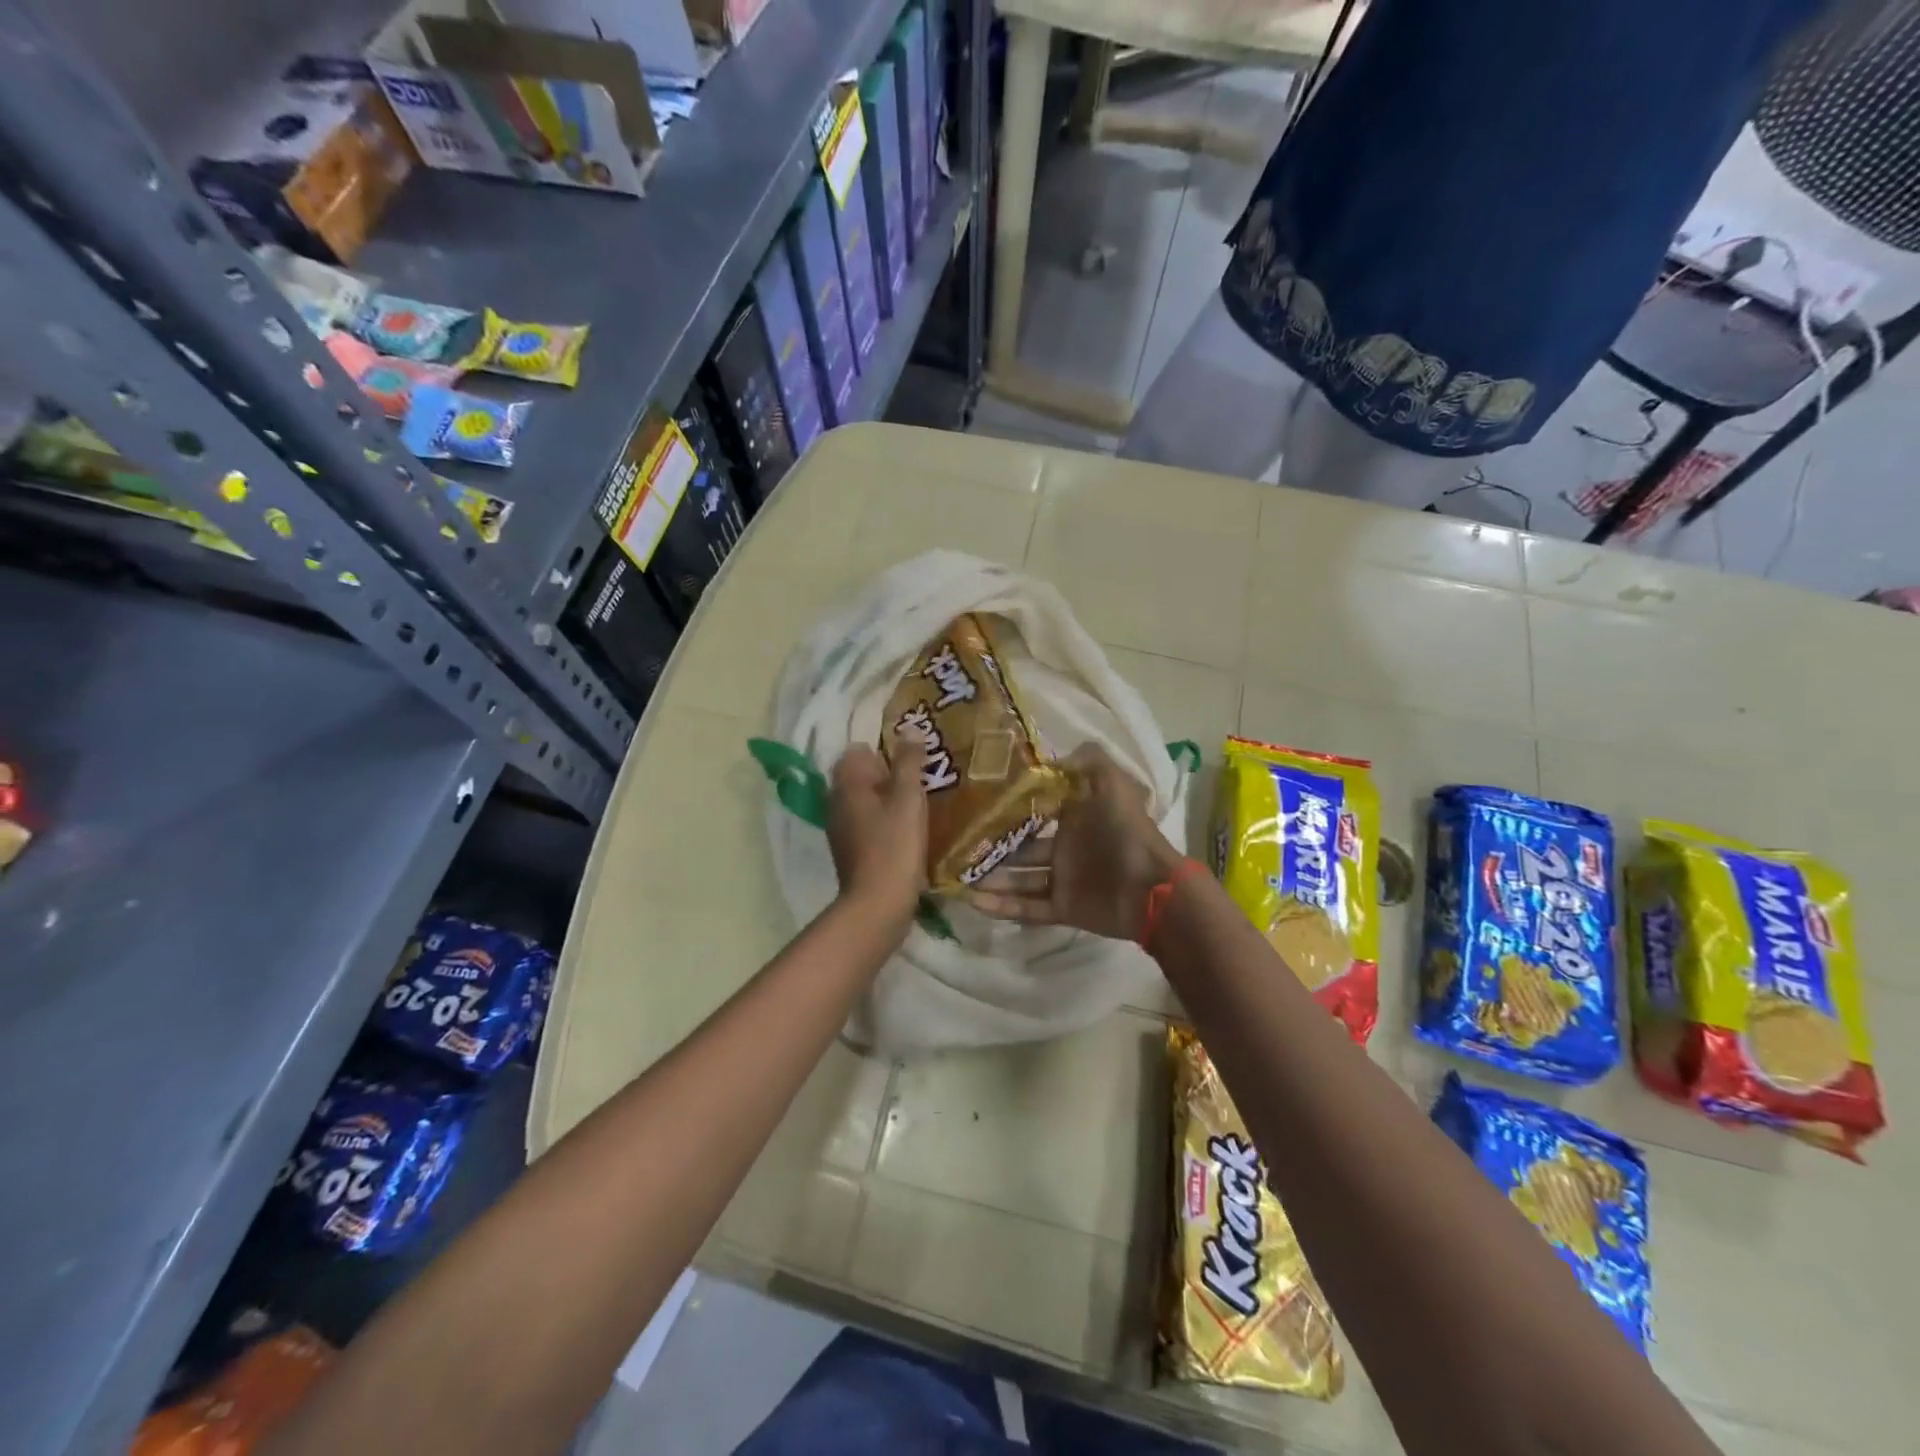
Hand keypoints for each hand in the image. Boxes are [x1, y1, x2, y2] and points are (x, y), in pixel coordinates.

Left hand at [826, 734, 927, 927]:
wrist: (878, 904)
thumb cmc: (894, 845)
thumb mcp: (908, 798)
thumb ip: (909, 761)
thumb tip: (910, 729)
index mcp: (846, 783)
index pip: (859, 750)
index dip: (886, 752)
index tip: (912, 764)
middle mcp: (836, 801)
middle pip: (862, 775)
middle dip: (890, 776)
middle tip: (922, 784)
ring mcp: (840, 827)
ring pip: (865, 800)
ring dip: (889, 800)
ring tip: (920, 808)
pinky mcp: (849, 850)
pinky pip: (867, 823)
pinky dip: (884, 822)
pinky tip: (908, 833)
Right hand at [965, 744, 1182, 940]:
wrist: (1151, 888)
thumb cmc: (1126, 831)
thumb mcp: (1112, 783)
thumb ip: (1087, 761)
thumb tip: (1051, 756)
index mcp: (1076, 816)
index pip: (1036, 808)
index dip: (1010, 805)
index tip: (975, 800)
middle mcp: (1066, 846)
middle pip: (1021, 846)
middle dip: (992, 845)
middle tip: (956, 842)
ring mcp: (1063, 879)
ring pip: (1018, 878)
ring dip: (991, 877)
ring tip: (956, 873)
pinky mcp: (1063, 908)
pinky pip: (1027, 907)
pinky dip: (1002, 906)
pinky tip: (972, 900)